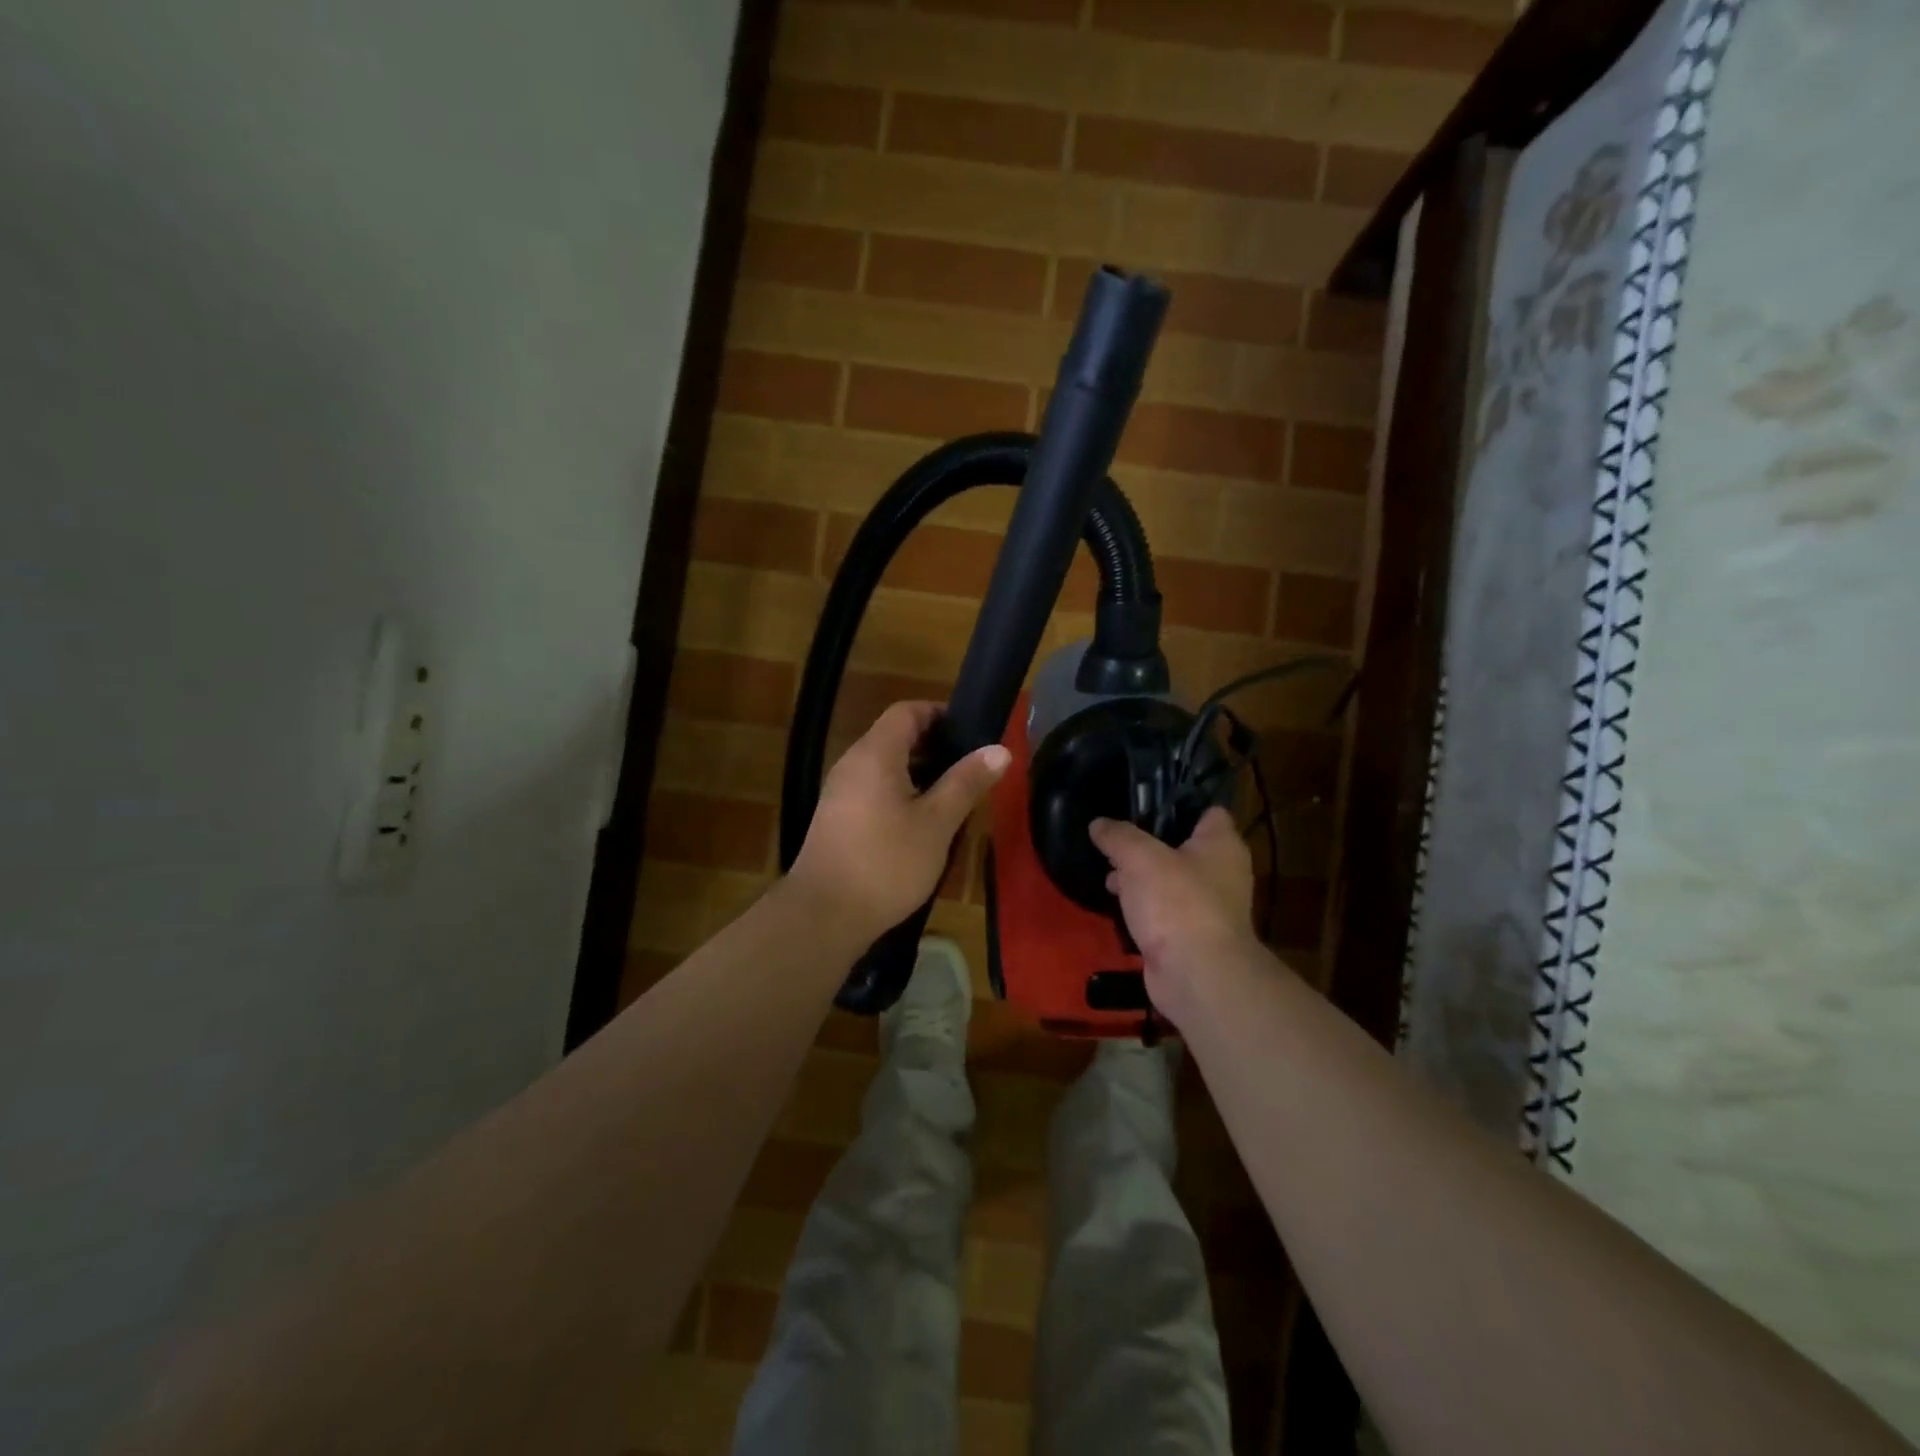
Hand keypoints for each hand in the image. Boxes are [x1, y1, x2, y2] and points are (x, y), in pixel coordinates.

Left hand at [789, 701, 1009, 940]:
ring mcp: (840, 792)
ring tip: (954, 797)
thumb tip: (1000, 749)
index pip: (906, 711)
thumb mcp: (936, 823)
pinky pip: (873, 790)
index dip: (940, 714)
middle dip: (935, 747)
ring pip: (885, 767)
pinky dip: (901, 794)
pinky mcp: (837, 819)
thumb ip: (966, 782)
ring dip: (920, 774)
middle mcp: (852, 764)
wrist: (824, 915)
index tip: (971, 733)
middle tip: (971, 769)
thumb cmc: (886, 863)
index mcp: (875, 754)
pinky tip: (923, 824)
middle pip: (895, 737)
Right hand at [1089, 806, 1259, 1025]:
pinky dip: (1143, 907)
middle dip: (1148, 843)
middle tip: (1115, 837)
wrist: (1195, 975)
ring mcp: (1207, 907)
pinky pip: (1163, 911)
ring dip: (1141, 877)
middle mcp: (1222, 873)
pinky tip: (1116, 902)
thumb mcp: (1139, 857)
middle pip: (1183, 846)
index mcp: (1222, 845)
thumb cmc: (1177, 902)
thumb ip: (1117, 836)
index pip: (1208, 811)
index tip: (1143, 801)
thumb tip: (1098, 824)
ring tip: (1107, 870)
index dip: (1178, 803)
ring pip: (1170, 880)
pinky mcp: (1190, 936)